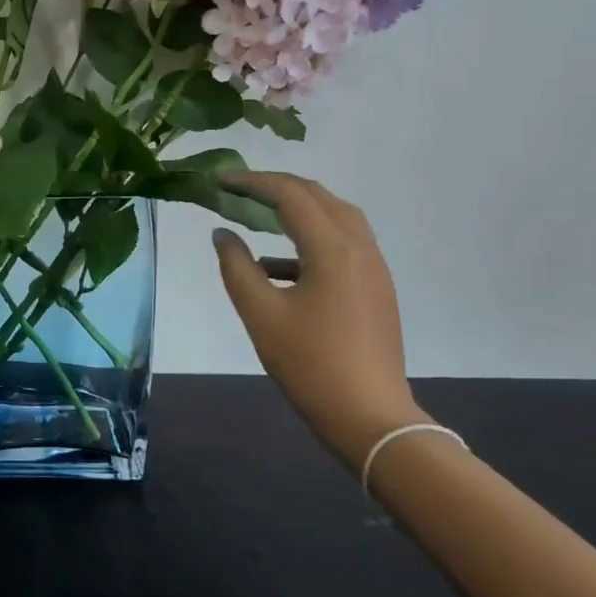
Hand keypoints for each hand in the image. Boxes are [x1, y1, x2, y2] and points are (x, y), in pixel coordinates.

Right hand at [211, 171, 422, 467]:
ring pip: (336, 217)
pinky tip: (276, 266)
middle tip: (238, 190)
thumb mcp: (260, 313)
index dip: (252, 181)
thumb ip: (236, 266)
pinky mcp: (376, 288)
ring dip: (298, 208)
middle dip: (277, 187)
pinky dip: (309, 240)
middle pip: (319, 197)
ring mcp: (373, 268)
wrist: (370, 417)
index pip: (290, 195)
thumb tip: (222, 233)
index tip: (219, 179)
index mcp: (333, 249)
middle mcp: (360, 248)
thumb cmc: (310, 363)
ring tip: (258, 215)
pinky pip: (342, 245)